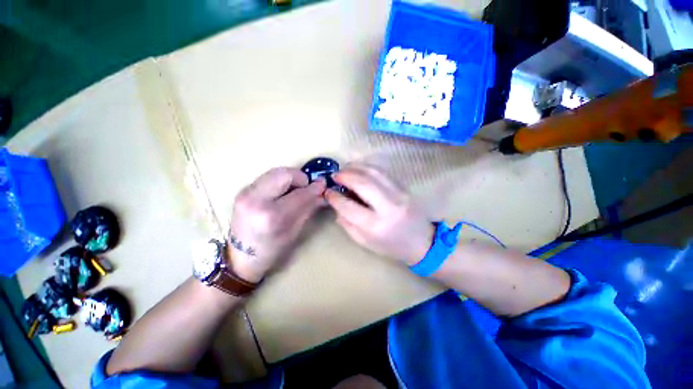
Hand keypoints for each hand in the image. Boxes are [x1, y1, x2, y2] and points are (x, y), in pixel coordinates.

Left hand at [228, 167, 325, 281]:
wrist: (240, 257)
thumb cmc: (272, 250)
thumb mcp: (295, 232)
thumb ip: (308, 208)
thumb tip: (321, 192)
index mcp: (271, 216)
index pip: (299, 194)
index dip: (314, 188)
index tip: (323, 185)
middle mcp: (255, 200)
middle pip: (284, 174)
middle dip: (300, 178)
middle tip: (307, 188)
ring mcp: (246, 193)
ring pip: (275, 172)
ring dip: (291, 178)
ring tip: (296, 190)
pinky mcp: (243, 191)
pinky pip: (268, 177)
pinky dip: (280, 181)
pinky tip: (284, 192)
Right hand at [326, 163, 433, 265]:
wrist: (423, 241)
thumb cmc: (392, 246)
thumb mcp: (366, 242)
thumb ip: (348, 225)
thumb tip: (336, 207)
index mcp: (376, 226)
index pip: (349, 207)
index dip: (335, 198)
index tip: (327, 192)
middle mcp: (387, 207)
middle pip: (362, 183)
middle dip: (344, 176)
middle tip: (334, 176)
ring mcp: (398, 194)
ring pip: (373, 172)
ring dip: (355, 167)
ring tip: (344, 169)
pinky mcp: (404, 187)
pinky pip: (382, 172)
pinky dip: (367, 167)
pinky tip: (359, 169)